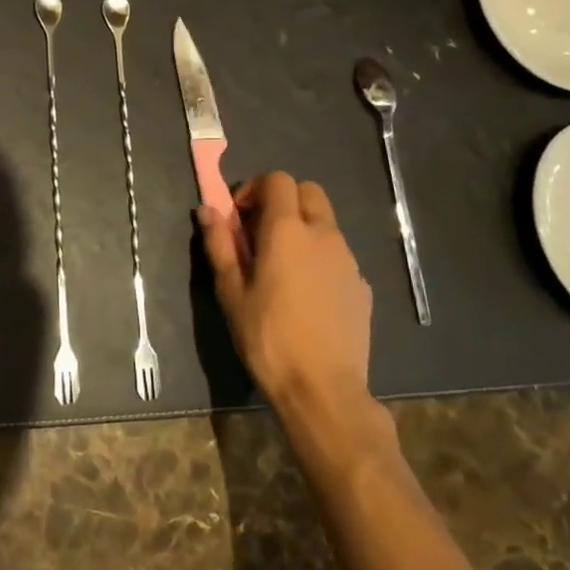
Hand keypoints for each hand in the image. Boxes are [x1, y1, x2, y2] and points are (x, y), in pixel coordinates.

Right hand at [197, 172, 373, 421]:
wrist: (323, 390)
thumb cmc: (268, 338)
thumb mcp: (231, 292)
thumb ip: (219, 244)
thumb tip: (207, 209)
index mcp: (287, 230)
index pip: (278, 180)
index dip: (255, 188)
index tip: (239, 216)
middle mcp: (323, 234)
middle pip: (308, 192)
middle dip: (283, 201)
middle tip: (259, 232)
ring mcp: (348, 260)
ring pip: (326, 223)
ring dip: (302, 228)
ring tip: (281, 266)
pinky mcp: (362, 286)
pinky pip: (338, 255)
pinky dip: (320, 257)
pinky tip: (306, 294)